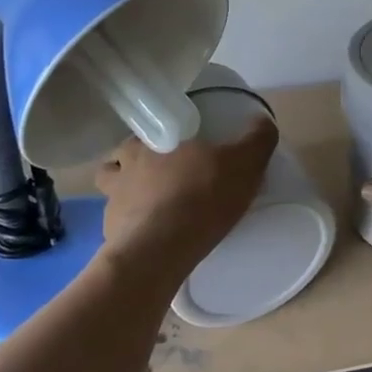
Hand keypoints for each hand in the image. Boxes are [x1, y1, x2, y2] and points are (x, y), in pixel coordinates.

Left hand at [95, 117, 278, 278]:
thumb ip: (258, 139)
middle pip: (121, 157)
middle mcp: (124, 166)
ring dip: (124, 193)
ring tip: (150, 207)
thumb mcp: (244, 164)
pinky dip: (129, 227)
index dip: (158, 138)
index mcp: (152, 141)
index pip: (146, 131)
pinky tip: (149, 237)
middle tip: (162, 177)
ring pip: (111, 188)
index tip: (174, 148)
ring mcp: (112, 201)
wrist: (160, 251)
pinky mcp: (109, 234)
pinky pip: (116, 225)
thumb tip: (263, 120)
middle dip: (135, 163)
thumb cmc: (202, 196)